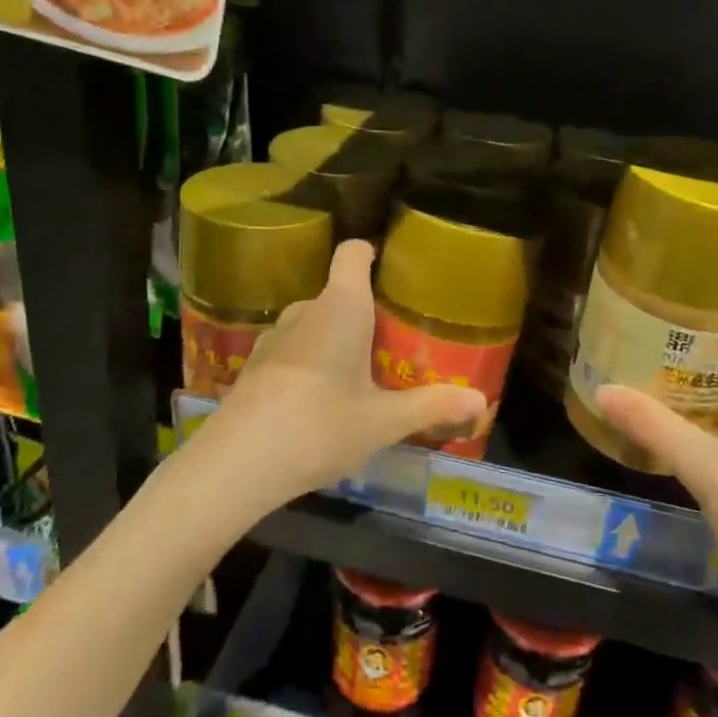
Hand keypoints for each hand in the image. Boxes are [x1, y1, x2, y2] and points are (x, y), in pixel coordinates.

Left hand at [200, 240, 484, 508]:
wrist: (236, 464)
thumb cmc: (320, 426)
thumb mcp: (383, 421)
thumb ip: (433, 406)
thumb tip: (481, 402)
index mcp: (340, 307)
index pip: (353, 253)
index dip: (373, 253)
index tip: (394, 273)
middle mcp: (305, 310)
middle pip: (340, 293)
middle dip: (367, 313)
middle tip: (395, 347)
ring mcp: (274, 336)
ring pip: (315, 323)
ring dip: (337, 340)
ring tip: (360, 376)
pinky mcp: (254, 364)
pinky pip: (294, 348)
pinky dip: (311, 361)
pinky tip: (320, 401)